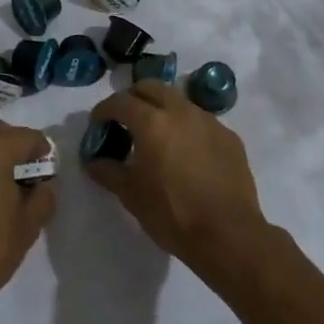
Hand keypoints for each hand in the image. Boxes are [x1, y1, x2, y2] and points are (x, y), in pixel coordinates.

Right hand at [82, 80, 267, 277]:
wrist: (229, 235)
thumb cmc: (173, 214)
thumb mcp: (131, 195)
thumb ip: (108, 171)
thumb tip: (93, 161)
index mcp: (152, 122)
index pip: (120, 101)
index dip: (104, 110)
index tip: (98, 124)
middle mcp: (181, 111)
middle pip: (151, 87)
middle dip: (133, 98)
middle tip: (125, 122)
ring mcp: (209, 121)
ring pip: (178, 100)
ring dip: (161, 109)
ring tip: (155, 136)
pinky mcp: (229, 137)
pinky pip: (200, 120)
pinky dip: (185, 126)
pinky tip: (184, 153)